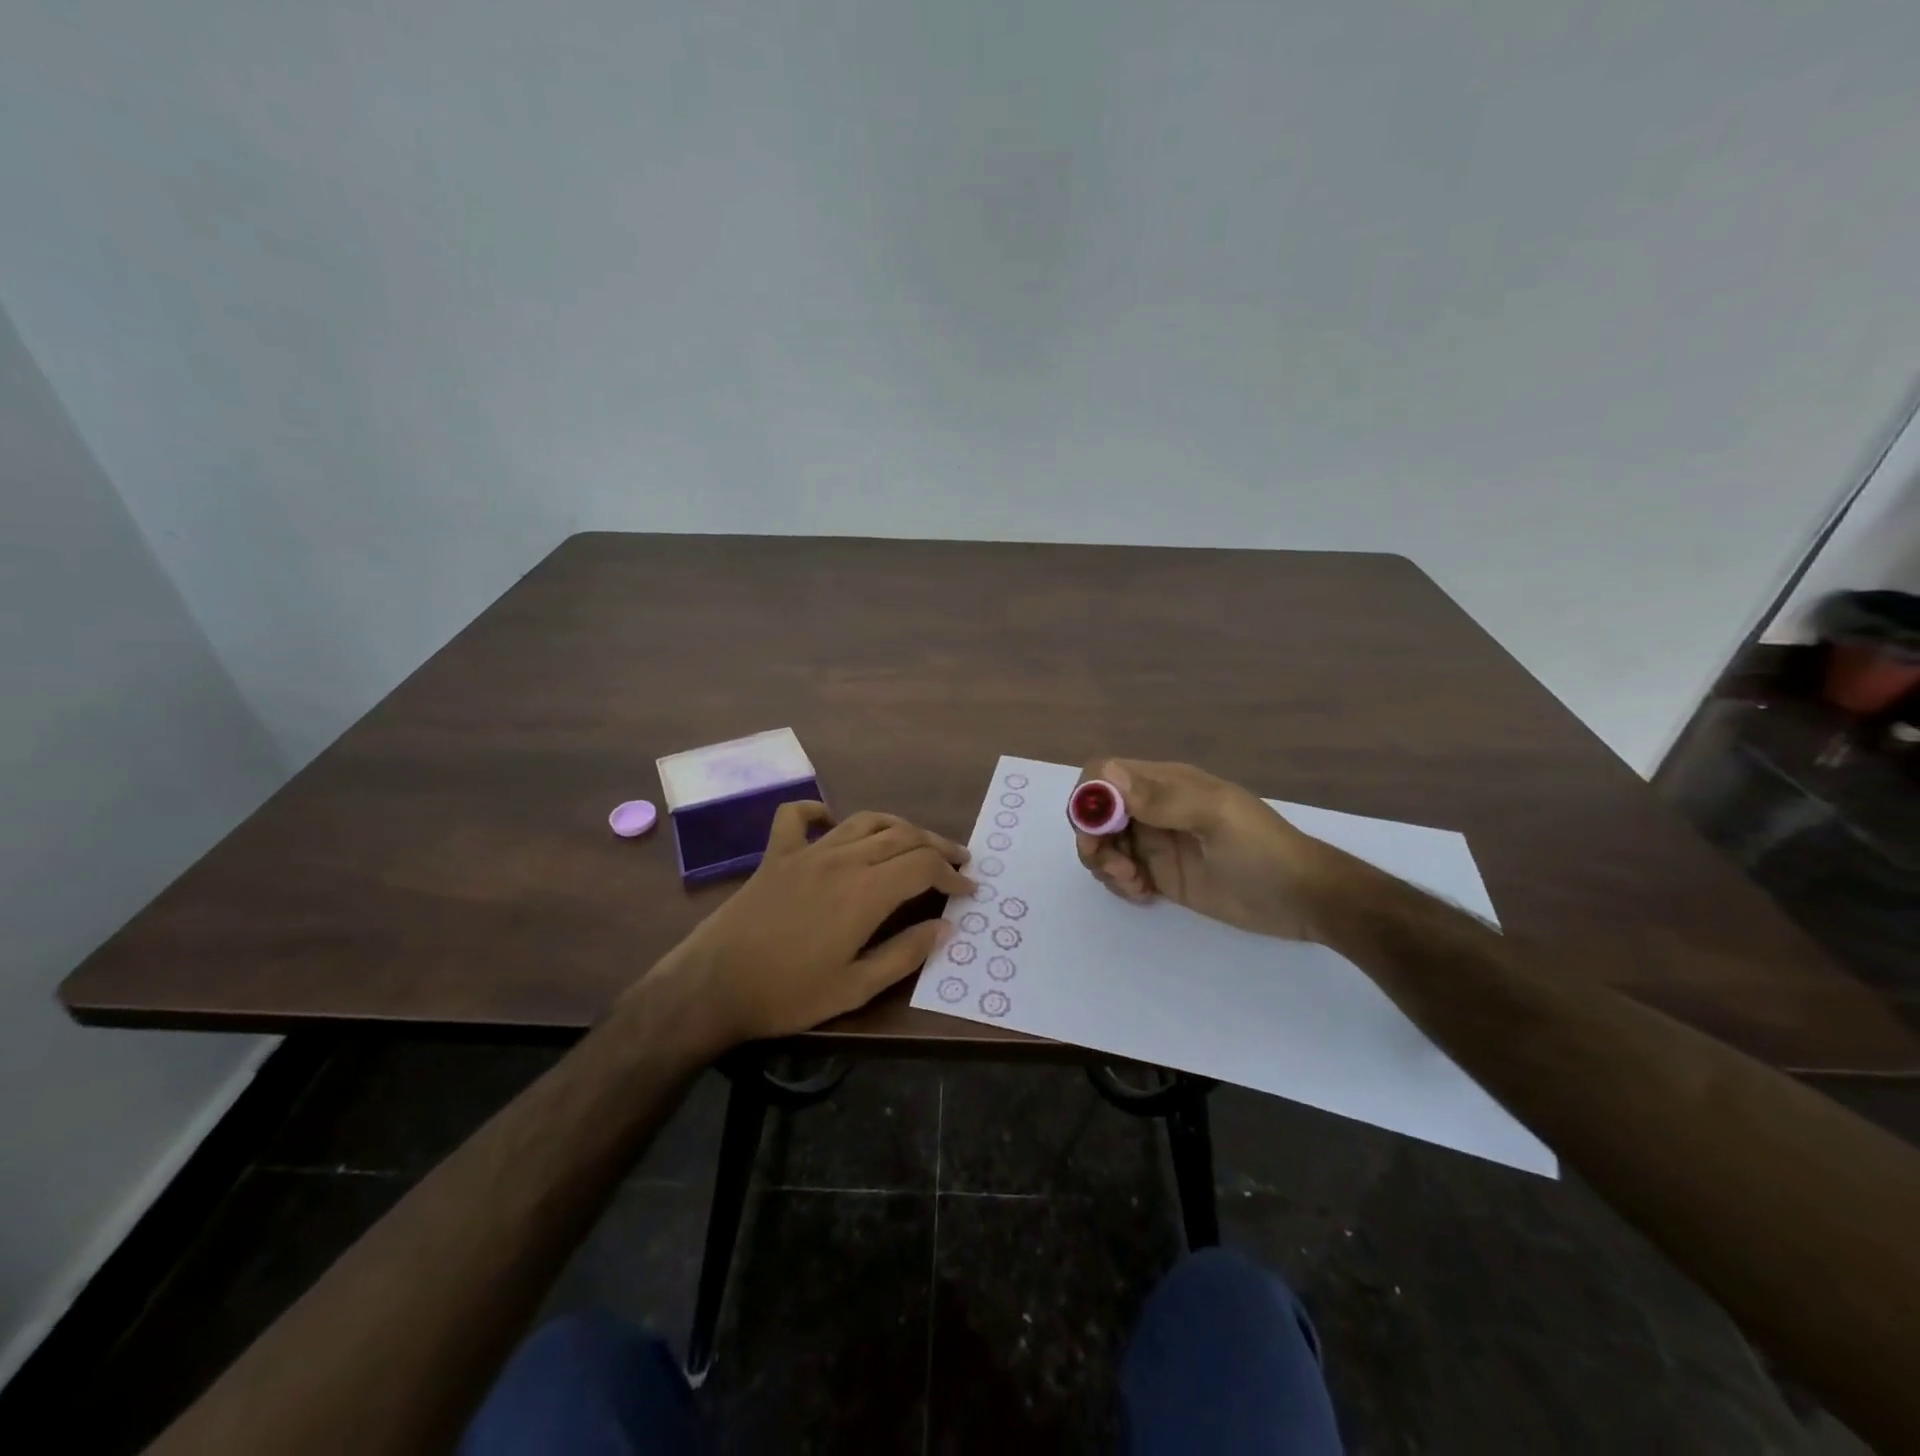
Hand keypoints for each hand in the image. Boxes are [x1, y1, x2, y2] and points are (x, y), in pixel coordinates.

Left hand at [656, 803, 974, 1045]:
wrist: (712, 985)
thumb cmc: (787, 994)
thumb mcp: (855, 988)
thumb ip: (904, 954)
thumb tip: (945, 928)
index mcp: (866, 892)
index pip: (923, 866)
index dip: (952, 874)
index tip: (968, 890)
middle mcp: (842, 860)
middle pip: (902, 835)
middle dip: (937, 845)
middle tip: (958, 861)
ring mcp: (807, 851)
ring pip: (864, 821)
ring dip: (897, 826)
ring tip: (916, 841)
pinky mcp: (776, 854)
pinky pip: (796, 816)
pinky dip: (817, 810)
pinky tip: (830, 821)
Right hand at [1074, 759, 1330, 939]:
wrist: (1303, 900)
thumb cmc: (1263, 851)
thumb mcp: (1216, 818)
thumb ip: (1162, 799)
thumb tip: (1106, 775)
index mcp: (1166, 783)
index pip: (1105, 773)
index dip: (1089, 797)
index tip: (1095, 831)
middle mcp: (1153, 808)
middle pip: (1096, 811)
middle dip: (1092, 838)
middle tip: (1115, 868)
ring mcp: (1155, 842)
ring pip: (1103, 843)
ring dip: (1104, 863)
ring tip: (1134, 883)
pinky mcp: (1160, 874)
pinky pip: (1120, 872)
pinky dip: (1119, 883)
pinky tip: (1143, 894)